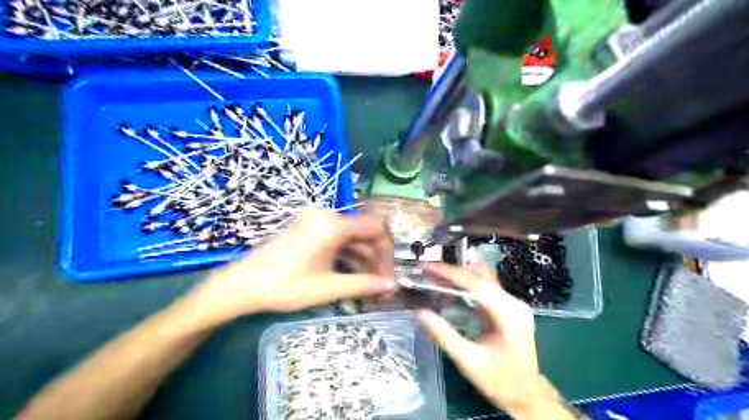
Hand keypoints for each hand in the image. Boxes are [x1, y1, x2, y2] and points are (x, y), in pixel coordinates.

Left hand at [183, 211, 396, 325]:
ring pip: (351, 239)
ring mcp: (316, 223)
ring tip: (369, 289)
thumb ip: (363, 284)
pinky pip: (337, 241)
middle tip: (381, 288)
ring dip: (363, 261)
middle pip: (364, 234)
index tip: (388, 276)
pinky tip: (353, 278)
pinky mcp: (308, 232)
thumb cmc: (284, 286)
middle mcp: (327, 217)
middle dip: (376, 260)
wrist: (240, 286)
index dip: (387, 252)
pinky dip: (348, 258)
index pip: (375, 229)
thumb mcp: (327, 288)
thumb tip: (391, 286)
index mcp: (333, 224)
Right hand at [415, 264, 573, 417]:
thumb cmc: (499, 381)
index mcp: (508, 314)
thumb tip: (420, 312)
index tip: (427, 267)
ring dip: (460, 276)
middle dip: (453, 272)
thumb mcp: (467, 360)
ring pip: (484, 278)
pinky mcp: (510, 308)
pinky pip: (487, 288)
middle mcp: (514, 303)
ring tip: (436, 279)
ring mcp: (514, 304)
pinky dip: (467, 285)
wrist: (528, 396)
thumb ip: (443, 335)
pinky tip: (452, 291)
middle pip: (481, 276)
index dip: (450, 273)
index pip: (476, 284)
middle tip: (428, 273)